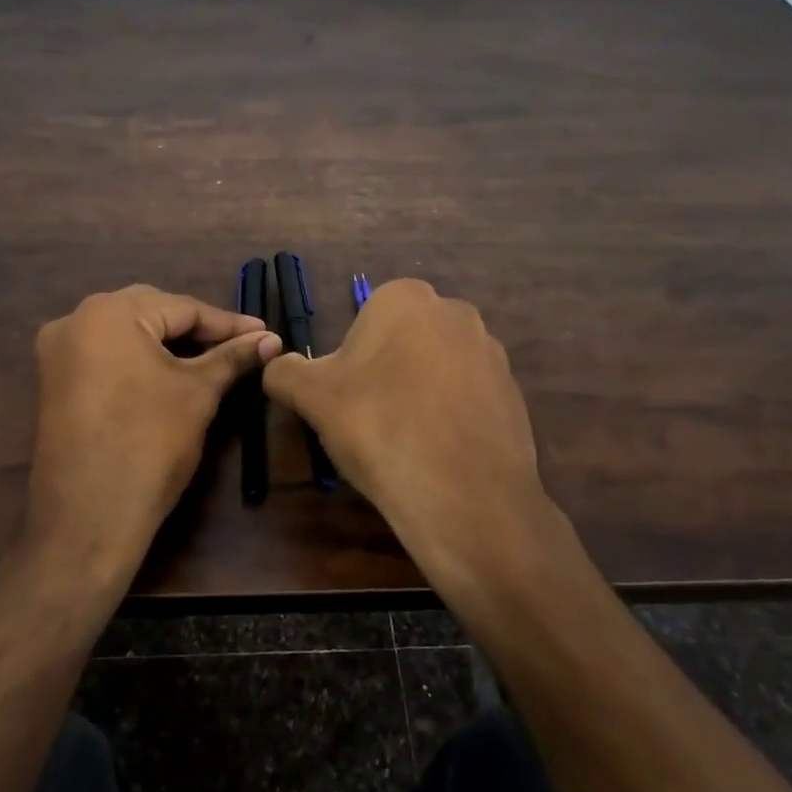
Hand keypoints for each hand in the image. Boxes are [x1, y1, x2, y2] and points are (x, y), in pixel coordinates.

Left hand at [25, 285, 281, 580]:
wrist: (89, 517)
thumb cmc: (150, 443)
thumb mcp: (198, 393)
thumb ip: (234, 357)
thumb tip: (271, 339)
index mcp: (109, 312)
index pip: (182, 308)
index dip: (228, 324)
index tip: (265, 334)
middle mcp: (75, 320)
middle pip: (151, 313)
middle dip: (197, 329)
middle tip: (240, 345)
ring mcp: (57, 352)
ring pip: (127, 334)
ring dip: (168, 343)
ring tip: (211, 357)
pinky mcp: (53, 381)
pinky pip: (106, 355)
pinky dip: (139, 359)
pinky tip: (169, 373)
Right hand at [263, 279, 569, 597]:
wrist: (461, 493)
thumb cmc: (377, 427)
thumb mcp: (311, 396)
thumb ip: (284, 371)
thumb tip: (277, 366)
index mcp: (405, 298)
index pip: (364, 319)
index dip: (350, 361)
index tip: (347, 398)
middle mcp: (455, 311)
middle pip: (403, 341)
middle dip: (386, 372)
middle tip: (372, 419)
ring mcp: (492, 352)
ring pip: (437, 368)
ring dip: (420, 393)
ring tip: (407, 440)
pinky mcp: (514, 392)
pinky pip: (468, 397)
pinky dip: (450, 416)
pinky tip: (439, 452)